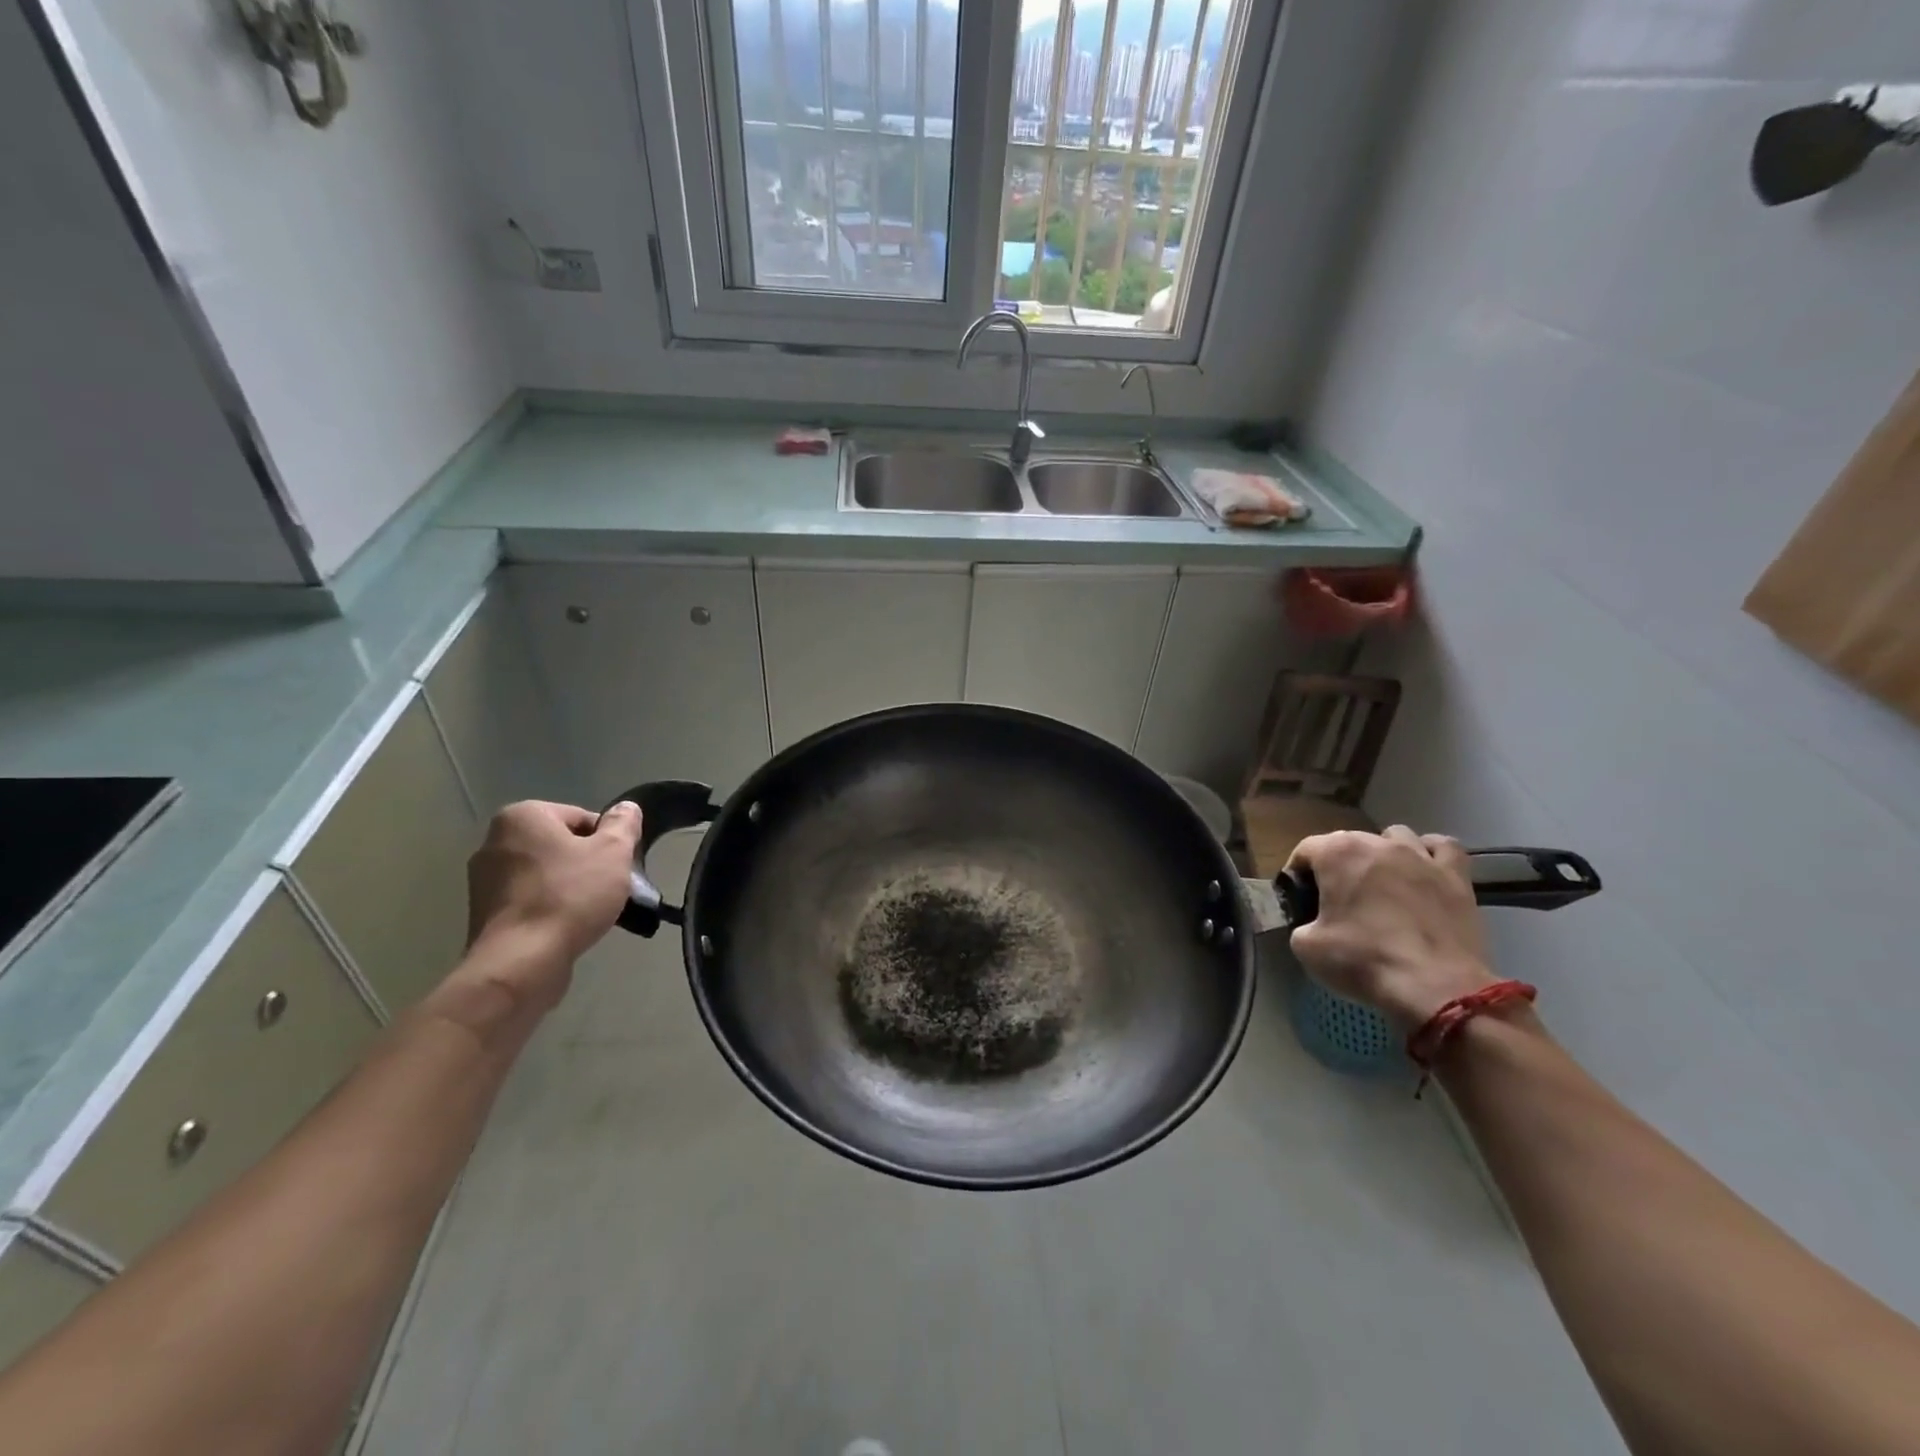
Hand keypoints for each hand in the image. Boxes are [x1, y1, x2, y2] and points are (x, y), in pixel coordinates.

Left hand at [464, 800, 642, 1001]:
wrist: (521, 962)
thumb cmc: (570, 896)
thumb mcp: (613, 853)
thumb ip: (623, 825)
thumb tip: (626, 808)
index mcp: (523, 817)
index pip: (582, 817)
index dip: (609, 841)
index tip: (620, 866)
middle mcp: (494, 841)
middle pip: (562, 845)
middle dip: (588, 863)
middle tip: (611, 887)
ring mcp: (484, 879)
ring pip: (547, 873)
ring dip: (571, 887)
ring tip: (592, 911)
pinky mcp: (485, 913)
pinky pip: (531, 899)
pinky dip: (551, 907)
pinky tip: (568, 926)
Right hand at [1286, 826, 1495, 1025]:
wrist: (1435, 987)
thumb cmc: (1364, 960)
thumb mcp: (1306, 947)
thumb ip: (1301, 924)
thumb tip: (1311, 924)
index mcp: (1337, 853)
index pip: (1305, 850)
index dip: (1296, 874)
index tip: (1298, 900)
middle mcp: (1377, 843)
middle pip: (1348, 841)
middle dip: (1337, 865)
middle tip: (1335, 899)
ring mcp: (1420, 856)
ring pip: (1394, 837)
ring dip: (1382, 854)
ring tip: (1381, 882)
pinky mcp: (1456, 876)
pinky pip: (1442, 847)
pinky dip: (1429, 854)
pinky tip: (1423, 871)